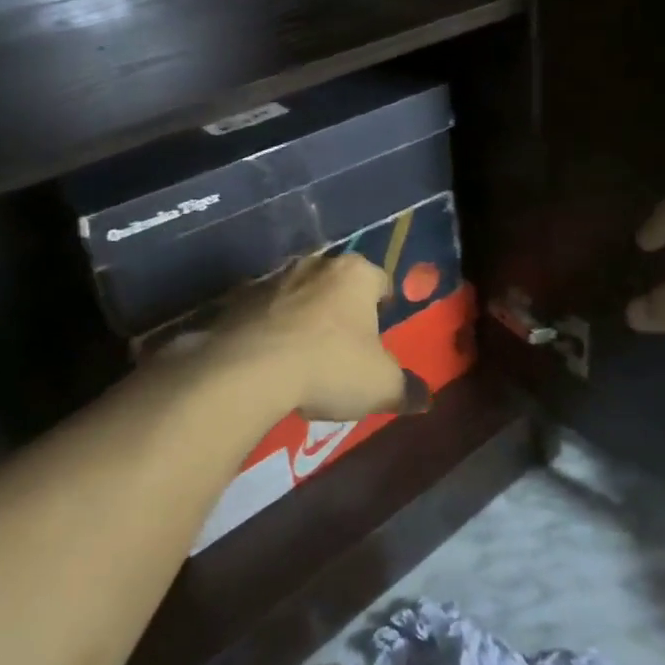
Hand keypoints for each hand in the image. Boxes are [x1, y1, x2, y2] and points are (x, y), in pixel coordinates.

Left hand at [196, 254, 427, 420]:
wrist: (249, 371)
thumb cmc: (330, 366)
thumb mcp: (381, 386)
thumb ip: (407, 389)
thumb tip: (426, 399)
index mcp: (356, 274)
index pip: (380, 281)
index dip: (383, 307)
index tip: (379, 335)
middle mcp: (317, 265)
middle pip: (338, 284)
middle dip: (342, 309)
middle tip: (344, 346)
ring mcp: (274, 279)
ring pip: (300, 295)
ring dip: (304, 318)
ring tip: (304, 357)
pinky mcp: (239, 300)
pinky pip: (264, 313)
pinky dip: (270, 330)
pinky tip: (271, 362)